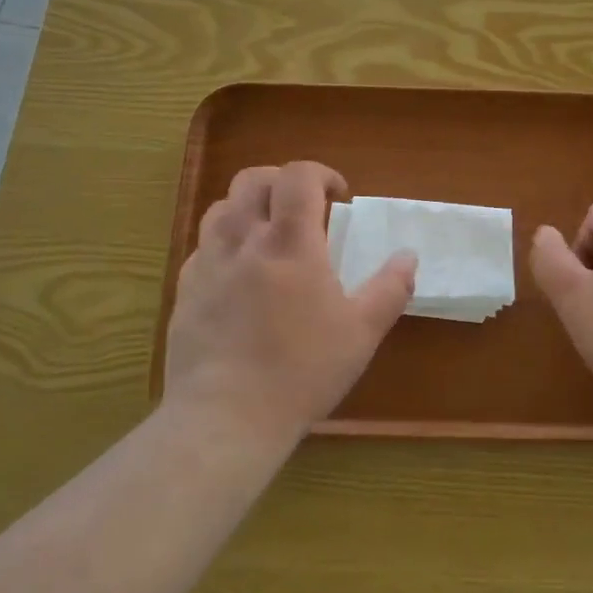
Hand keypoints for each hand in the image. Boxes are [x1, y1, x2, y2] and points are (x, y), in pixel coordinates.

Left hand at [164, 162, 415, 442]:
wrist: (225, 418)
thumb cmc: (301, 371)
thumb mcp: (361, 332)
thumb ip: (390, 288)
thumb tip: (408, 257)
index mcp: (289, 242)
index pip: (298, 176)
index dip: (321, 174)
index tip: (339, 197)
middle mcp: (243, 240)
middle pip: (252, 179)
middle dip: (282, 181)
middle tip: (304, 207)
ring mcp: (207, 264)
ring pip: (221, 208)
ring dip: (250, 207)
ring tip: (270, 234)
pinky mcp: (184, 291)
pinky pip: (202, 247)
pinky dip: (225, 243)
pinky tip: (240, 275)